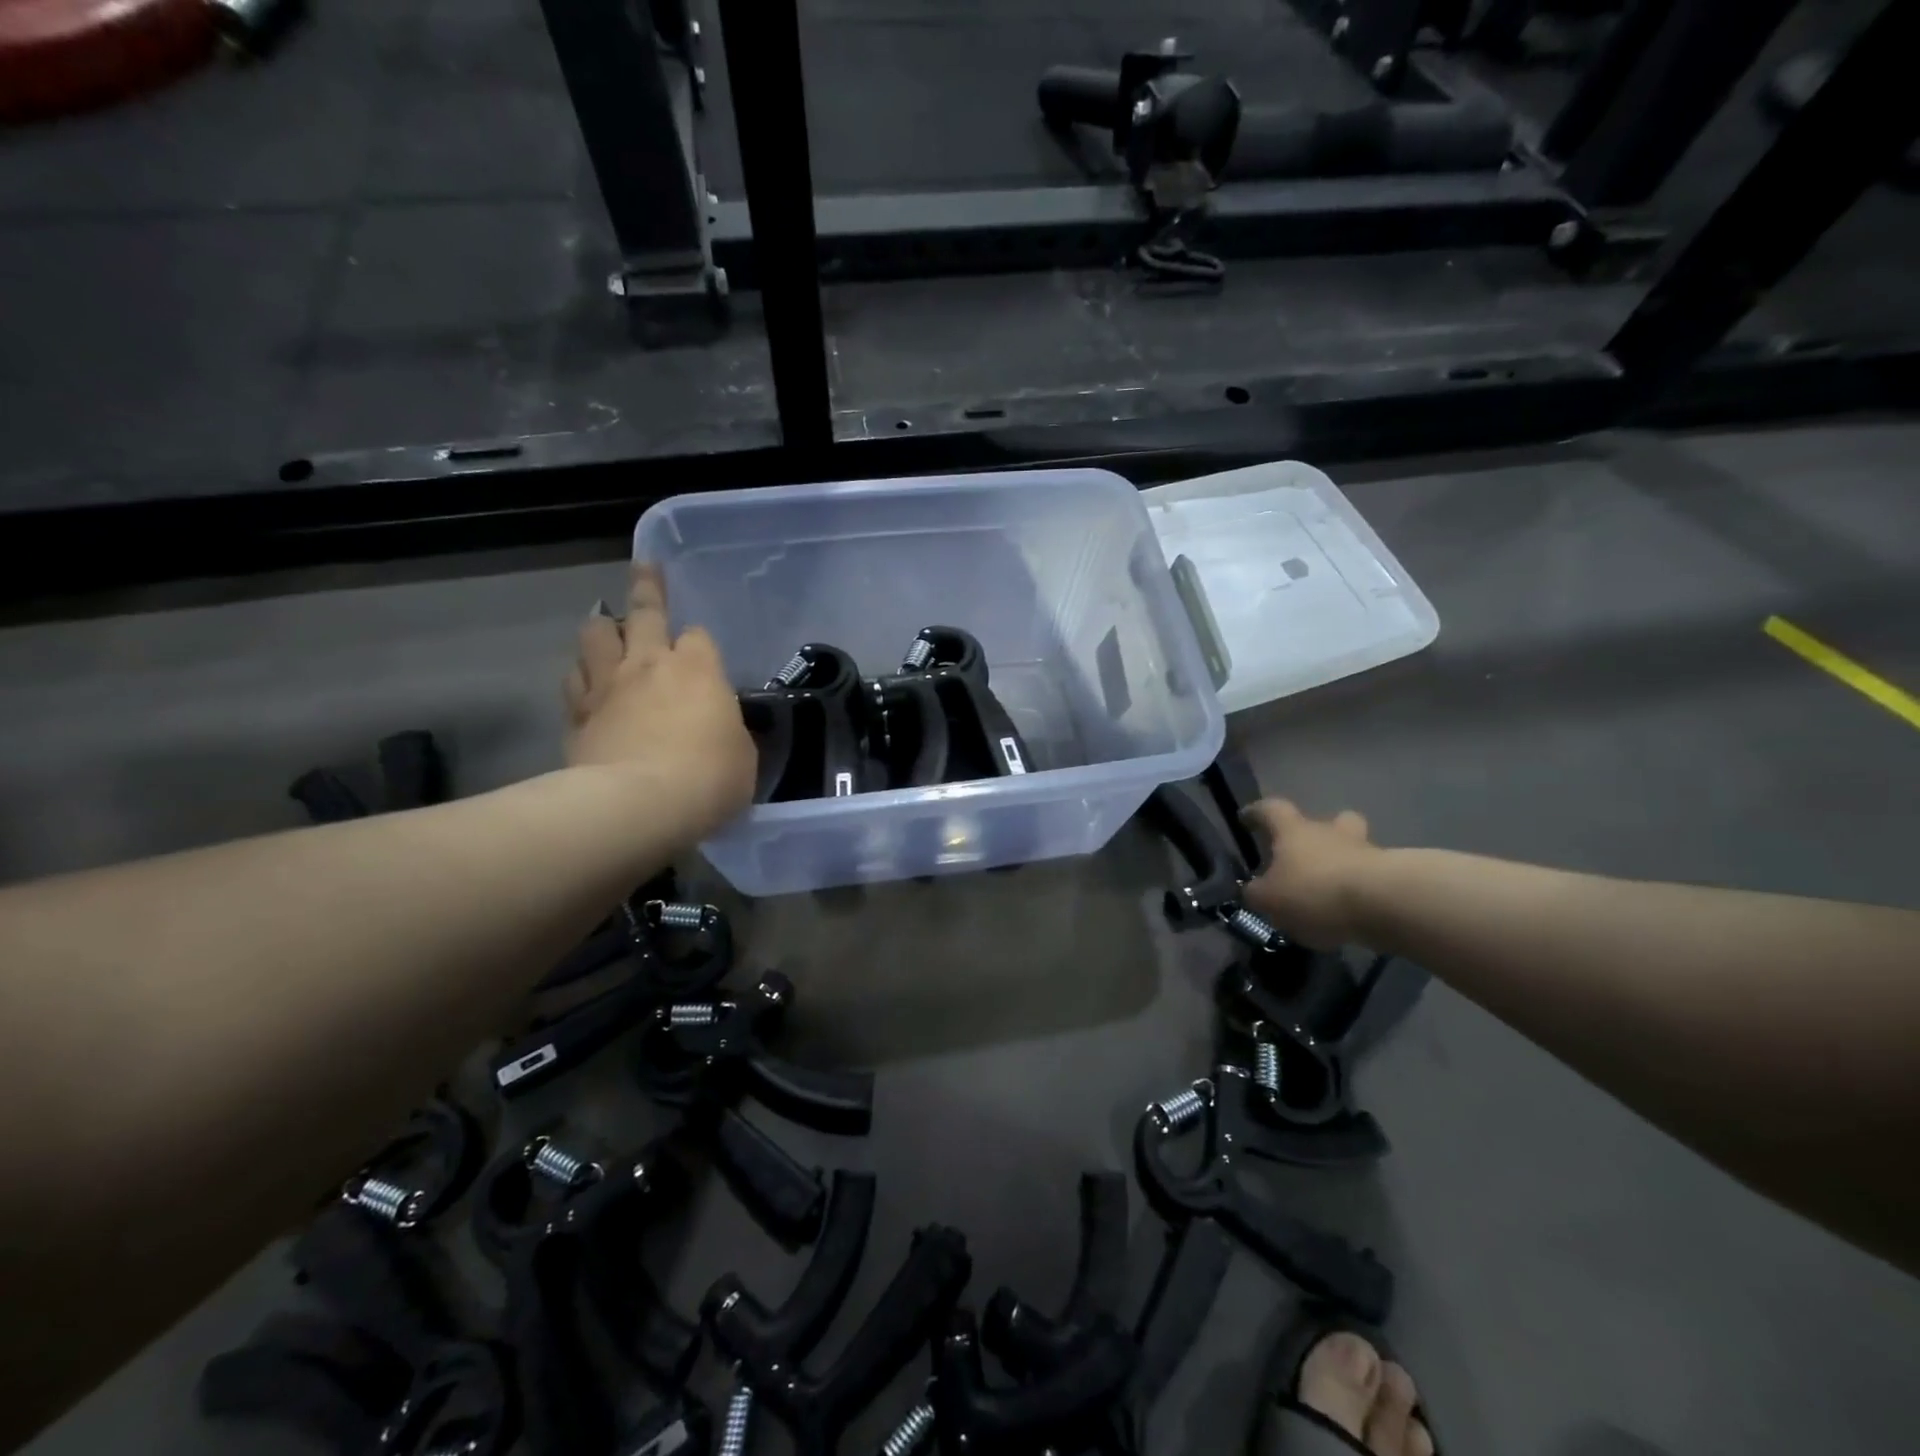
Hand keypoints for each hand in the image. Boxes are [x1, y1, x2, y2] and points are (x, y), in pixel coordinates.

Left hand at [564, 564, 755, 834]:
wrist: (640, 805)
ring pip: (596, 635)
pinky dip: (580, 674)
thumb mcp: (742, 754)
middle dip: (647, 587)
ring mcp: (608, 685)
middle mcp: (649, 663)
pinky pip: (574, 680)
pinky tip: (583, 679)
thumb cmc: (709, 777)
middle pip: (644, 612)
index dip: (699, 643)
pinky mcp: (577, 714)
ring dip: (602, 627)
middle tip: (644, 568)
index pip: (698, 636)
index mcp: (697, 668)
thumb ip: (728, 729)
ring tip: (603, 625)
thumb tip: (718, 727)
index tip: (701, 654)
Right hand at [1241, 799, 1382, 947]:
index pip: (1271, 810)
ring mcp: (1366, 852)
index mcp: (1294, 831)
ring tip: (1329, 887)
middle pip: (1328, 819)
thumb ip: (1256, 893)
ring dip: (1342, 861)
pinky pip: (1369, 877)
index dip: (1257, 812)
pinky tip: (1349, 912)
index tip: (1247, 818)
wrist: (1383, 904)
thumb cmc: (1314, 891)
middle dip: (1318, 832)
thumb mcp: (1269, 899)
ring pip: (1353, 847)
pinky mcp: (1392, 877)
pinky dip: (1358, 889)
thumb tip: (1252, 890)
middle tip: (1306, 852)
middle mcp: (1330, 832)